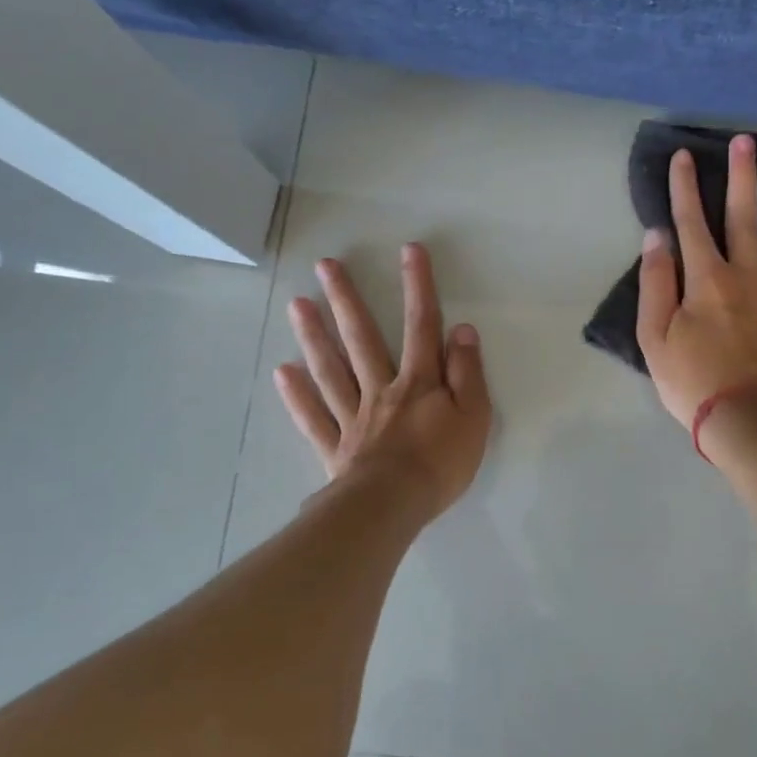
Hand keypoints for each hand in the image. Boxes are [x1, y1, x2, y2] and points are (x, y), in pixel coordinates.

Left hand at [275, 243, 492, 521]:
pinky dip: (297, 395)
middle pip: (363, 338)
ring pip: (332, 370)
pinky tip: (282, 372)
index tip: (409, 250)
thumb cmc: (441, 463)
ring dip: (314, 336)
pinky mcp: (336, 446)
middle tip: (325, 266)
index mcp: (419, 382)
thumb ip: (468, 373)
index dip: (418, 286)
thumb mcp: (474, 417)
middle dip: (347, 299)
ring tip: (297, 304)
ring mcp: (354, 417)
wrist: (393, 506)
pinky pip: (314, 416)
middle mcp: (382, 389)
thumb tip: (462, 329)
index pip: (421, 325)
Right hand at [637, 134, 756, 434]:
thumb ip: (655, 284)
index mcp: (706, 280)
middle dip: (743, 177)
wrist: (749, 422)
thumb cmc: (694, 383)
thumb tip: (658, 237)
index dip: (685, 188)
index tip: (684, 156)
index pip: (691, 223)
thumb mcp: (654, 338)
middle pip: (745, 218)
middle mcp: (747, 275)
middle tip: (747, 141)